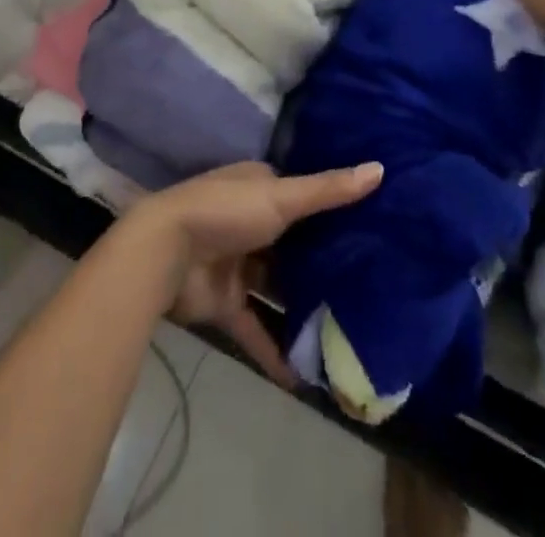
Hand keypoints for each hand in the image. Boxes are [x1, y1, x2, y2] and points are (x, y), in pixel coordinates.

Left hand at [127, 161, 382, 385]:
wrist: (164, 254)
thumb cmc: (226, 213)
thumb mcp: (282, 197)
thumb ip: (329, 190)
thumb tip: (380, 169)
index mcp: (258, 187)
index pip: (301, 196)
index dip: (331, 210)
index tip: (370, 227)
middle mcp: (248, 222)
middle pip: (291, 244)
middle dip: (321, 262)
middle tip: (367, 282)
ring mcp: (235, 264)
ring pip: (275, 288)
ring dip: (301, 307)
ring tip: (346, 330)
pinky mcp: (224, 303)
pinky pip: (255, 328)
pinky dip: (275, 350)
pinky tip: (305, 377)